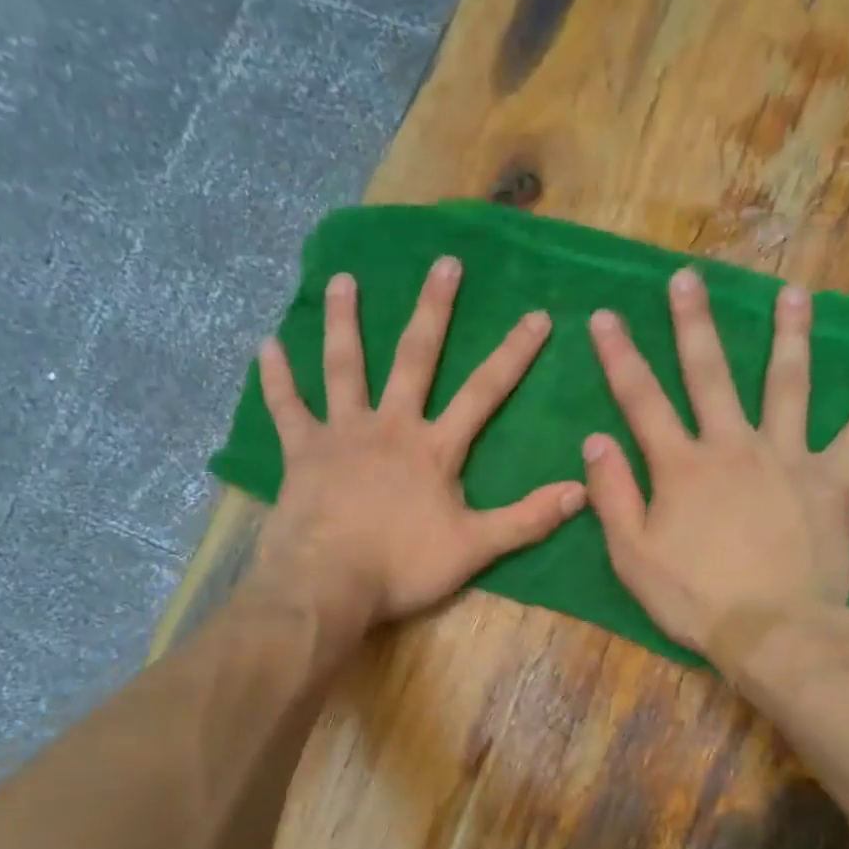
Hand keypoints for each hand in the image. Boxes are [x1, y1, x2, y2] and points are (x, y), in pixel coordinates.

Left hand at [254, 257, 585, 634]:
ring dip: (345, 322)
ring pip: (345, 367)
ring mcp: (342, 434)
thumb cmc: (402, 567)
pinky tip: (267, 345)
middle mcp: (390, 426)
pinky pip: (287, 407)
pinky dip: (277, 377)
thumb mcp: (475, 548)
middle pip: (415, 358)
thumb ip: (527, 518)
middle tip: (444, 264)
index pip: (483, 392)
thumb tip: (581, 490)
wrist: (328, 585)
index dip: (513, 354)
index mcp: (434, 449)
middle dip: (434, 310)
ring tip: (344, 280)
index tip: (536, 315)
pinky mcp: (302, 452)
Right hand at [581, 267, 848, 660]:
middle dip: (694, 324)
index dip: (620, 356)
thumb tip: (595, 439)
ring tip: (794, 293)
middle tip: (689, 278)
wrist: (774, 631)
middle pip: (711, 374)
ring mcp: (788, 459)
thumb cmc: (694, 598)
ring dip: (790, 336)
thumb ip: (613, 494)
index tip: (606, 316)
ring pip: (788, 385)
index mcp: (682, 466)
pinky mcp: (832, 481)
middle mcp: (733, 447)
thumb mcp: (632, 554)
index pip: (642, 400)